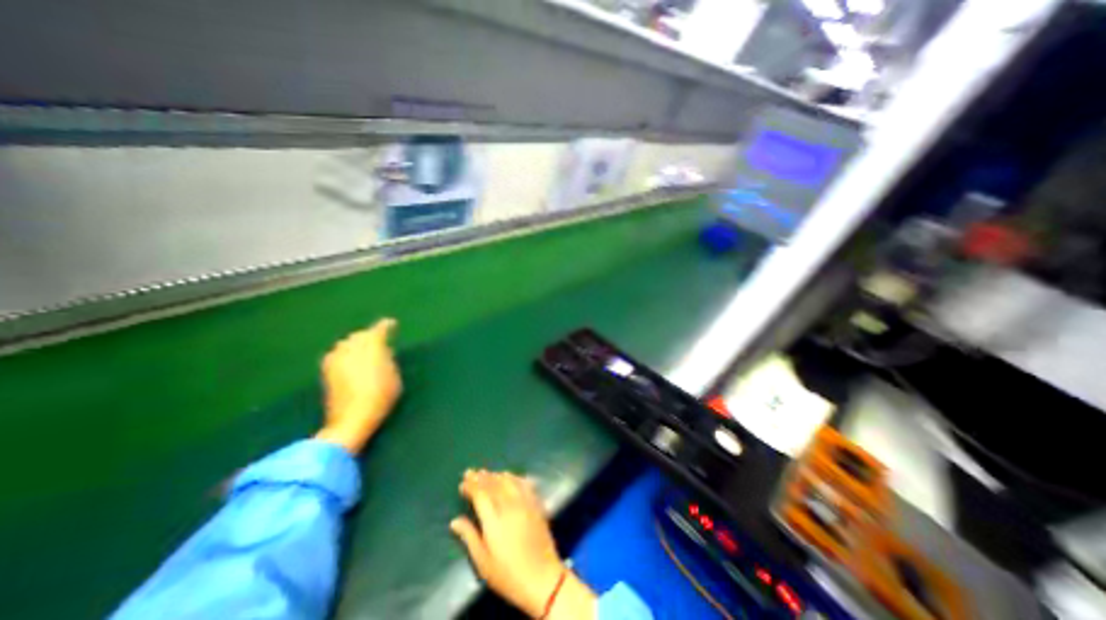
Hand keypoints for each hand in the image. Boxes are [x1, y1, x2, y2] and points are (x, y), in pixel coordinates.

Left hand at [313, 319, 405, 454]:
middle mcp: (351, 347)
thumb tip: (382, 350)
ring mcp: (336, 358)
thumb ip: (387, 358)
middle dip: (369, 335)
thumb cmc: (382, 395)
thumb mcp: (394, 374)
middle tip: (379, 340)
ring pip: (346, 343)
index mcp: (371, 346)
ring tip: (365, 350)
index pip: (378, 330)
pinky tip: (351, 360)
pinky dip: (346, 353)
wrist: (353, 417)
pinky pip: (338, 354)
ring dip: (356, 344)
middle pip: (360, 335)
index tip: (391, 323)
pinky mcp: (327, 370)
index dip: (386, 326)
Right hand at [448, 469, 596, 619]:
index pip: (480, 494)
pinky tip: (510, 476)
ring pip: (509, 481)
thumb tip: (455, 521)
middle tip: (472, 472)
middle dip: (481, 477)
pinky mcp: (536, 503)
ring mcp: (525, 502)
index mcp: (494, 520)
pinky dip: (514, 477)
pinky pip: (524, 483)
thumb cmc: (508, 574)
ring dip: (496, 475)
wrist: (542, 577)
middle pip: (494, 484)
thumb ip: (469, 537)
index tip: (463, 481)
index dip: (471, 485)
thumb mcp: (483, 562)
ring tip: (487, 473)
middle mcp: (510, 505)